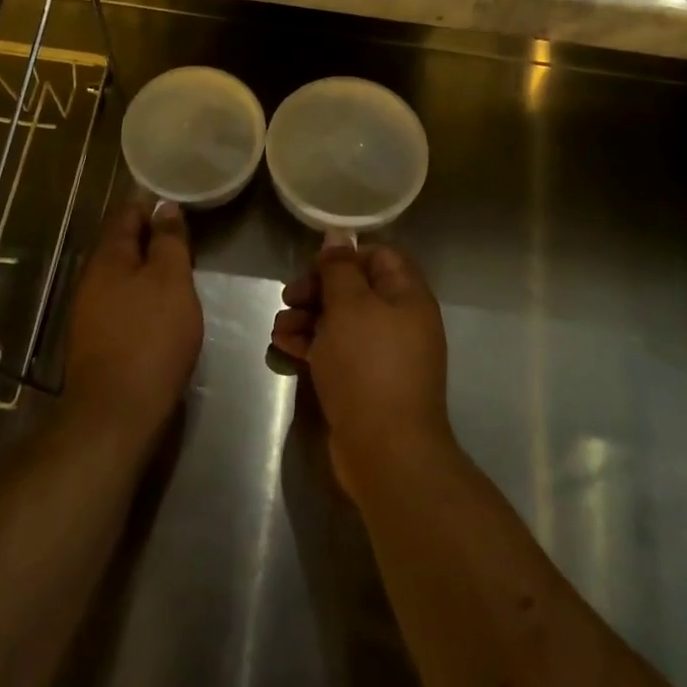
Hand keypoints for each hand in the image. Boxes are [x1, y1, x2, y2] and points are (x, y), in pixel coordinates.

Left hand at [62, 199, 202, 441]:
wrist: (117, 414)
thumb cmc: (150, 336)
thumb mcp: (171, 279)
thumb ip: (169, 240)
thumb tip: (164, 206)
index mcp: (107, 257)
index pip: (127, 214)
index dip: (154, 207)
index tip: (182, 209)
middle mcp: (91, 280)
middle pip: (123, 246)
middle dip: (153, 241)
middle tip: (188, 244)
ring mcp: (90, 314)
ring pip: (123, 277)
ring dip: (149, 272)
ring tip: (182, 276)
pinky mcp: (98, 343)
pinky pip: (122, 305)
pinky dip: (143, 299)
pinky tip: (164, 312)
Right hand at [270, 241, 453, 500]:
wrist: (386, 451)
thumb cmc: (368, 365)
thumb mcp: (349, 306)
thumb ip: (340, 268)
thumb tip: (338, 234)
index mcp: (408, 296)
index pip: (379, 257)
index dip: (345, 255)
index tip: (313, 265)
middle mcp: (400, 321)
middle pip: (356, 289)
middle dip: (318, 289)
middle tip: (289, 296)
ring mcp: (384, 355)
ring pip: (342, 322)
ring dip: (308, 318)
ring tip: (278, 327)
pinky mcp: (366, 384)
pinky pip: (337, 352)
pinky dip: (311, 345)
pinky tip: (283, 346)